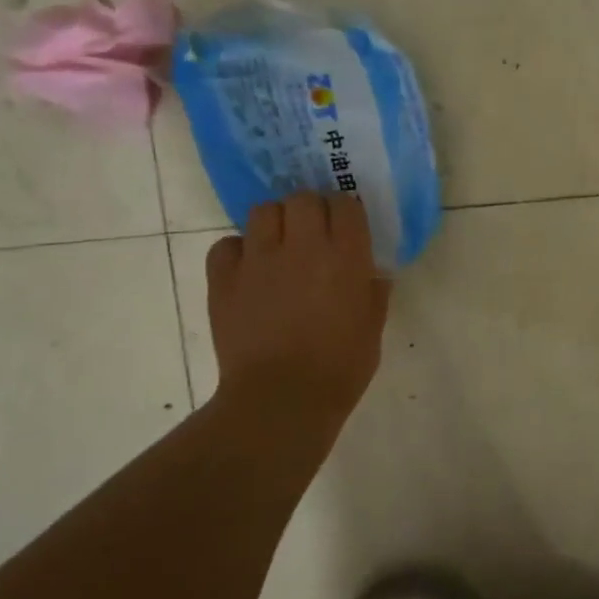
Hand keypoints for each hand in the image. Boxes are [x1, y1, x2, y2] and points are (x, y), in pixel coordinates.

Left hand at [204, 193, 390, 434]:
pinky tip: (248, 271)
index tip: (346, 227)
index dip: (346, 212)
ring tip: (278, 246)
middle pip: (303, 198)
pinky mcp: (224, 279)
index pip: (345, 205)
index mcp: (346, 256)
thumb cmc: (340, 368)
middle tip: (313, 234)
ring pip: (263, 211)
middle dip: (310, 210)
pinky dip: (238, 251)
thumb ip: (374, 293)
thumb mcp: (373, 328)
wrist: (282, 400)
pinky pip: (227, 244)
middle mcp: (303, 246)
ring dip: (275, 223)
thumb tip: (372, 274)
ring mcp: (259, 260)